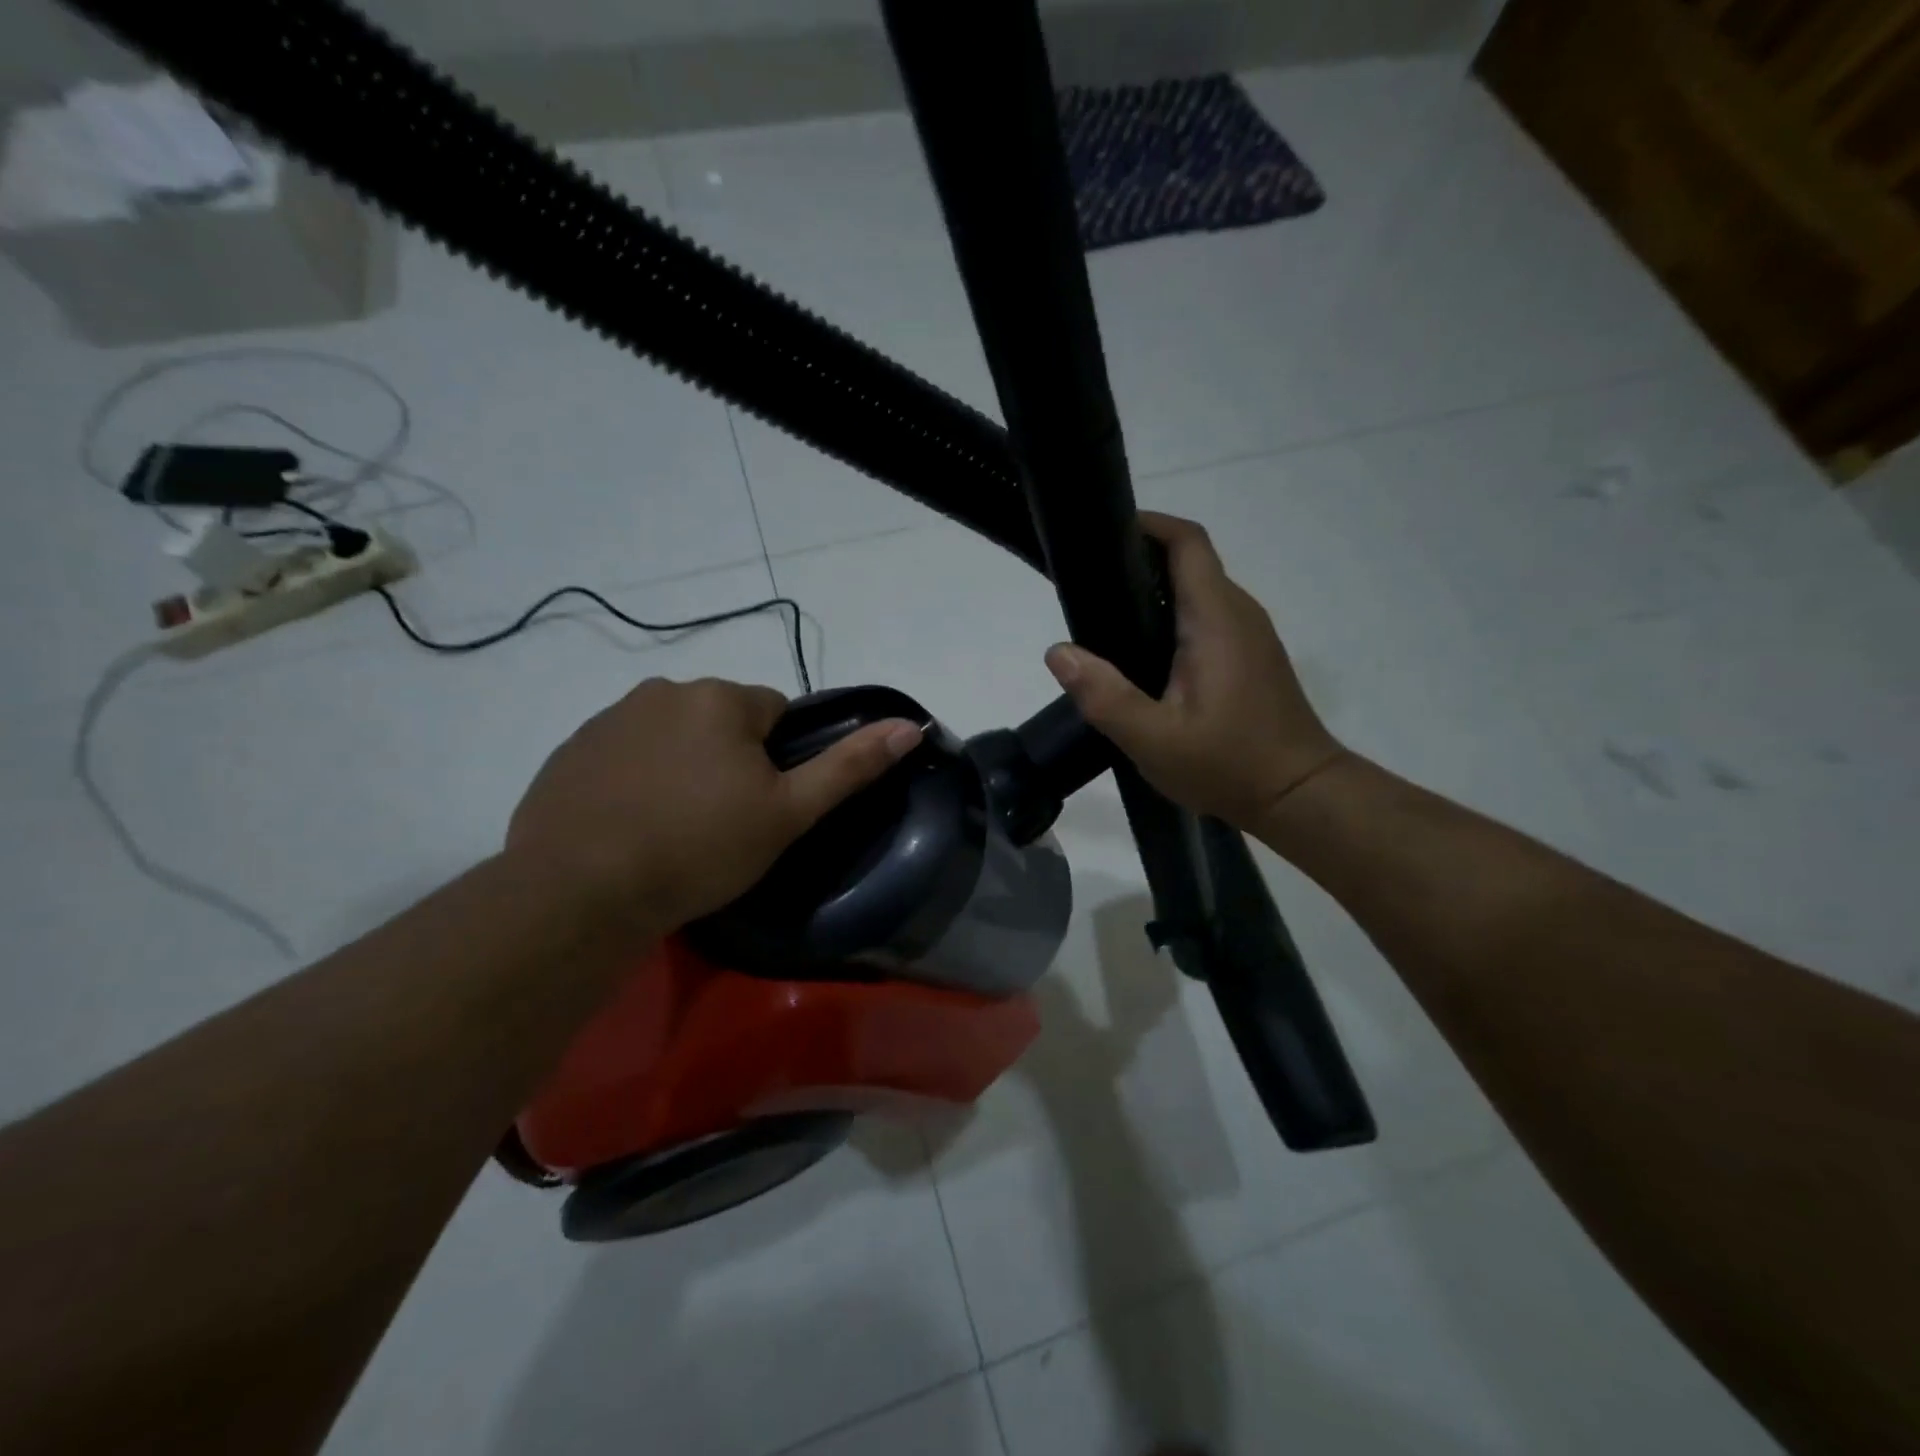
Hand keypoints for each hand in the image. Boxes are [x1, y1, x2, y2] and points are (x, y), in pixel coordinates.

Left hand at [507, 678, 920, 931]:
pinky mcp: (570, 750)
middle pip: (720, 720)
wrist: (580, 892)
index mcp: (720, 698)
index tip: (761, 806)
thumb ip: (850, 766)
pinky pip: (624, 753)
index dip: (778, 760)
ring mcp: (608, 718)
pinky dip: (636, 778)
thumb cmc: (699, 848)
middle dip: (729, 759)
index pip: (774, 711)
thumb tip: (910, 725)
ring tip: (673, 828)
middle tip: (720, 822)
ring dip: (682, 766)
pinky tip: (630, 825)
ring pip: (672, 735)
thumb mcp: (787, 813)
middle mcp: (663, 690)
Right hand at [1044, 512, 1344, 831]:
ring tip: (1106, 620)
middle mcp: (1238, 612)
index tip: (1102, 533)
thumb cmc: (1229, 764)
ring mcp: (1250, 634)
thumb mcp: (1154, 740)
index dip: (1147, 524)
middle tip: (1087, 586)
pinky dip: (1173, 618)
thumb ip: (1104, 695)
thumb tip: (1058, 652)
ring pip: (1198, 591)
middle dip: (1139, 560)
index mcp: (1216, 618)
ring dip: (1155, 592)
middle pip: (1189, 561)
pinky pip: (1208, 618)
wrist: (1299, 796)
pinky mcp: (1251, 656)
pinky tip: (1143, 656)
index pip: (1187, 542)